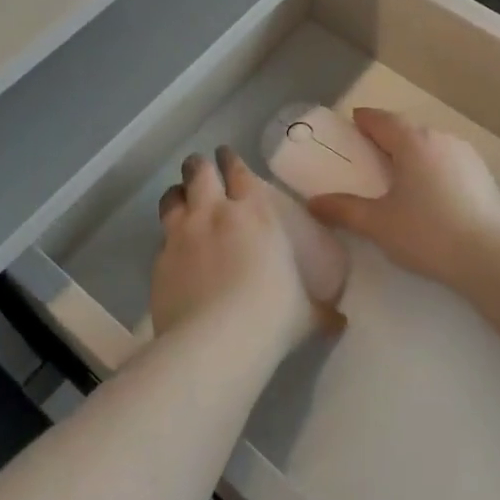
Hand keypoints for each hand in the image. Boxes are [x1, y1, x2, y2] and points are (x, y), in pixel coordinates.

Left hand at [151, 148, 345, 349]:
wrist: (215, 343)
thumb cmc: (271, 318)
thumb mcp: (306, 315)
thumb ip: (321, 312)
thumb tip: (340, 322)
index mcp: (255, 214)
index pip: (239, 172)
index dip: (232, 161)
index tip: (228, 156)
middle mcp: (215, 214)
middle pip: (199, 172)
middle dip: (199, 166)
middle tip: (200, 168)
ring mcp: (182, 234)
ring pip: (172, 197)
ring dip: (177, 194)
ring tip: (180, 197)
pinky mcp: (159, 260)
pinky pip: (161, 238)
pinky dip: (167, 237)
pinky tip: (172, 249)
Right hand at [308, 108, 499, 289]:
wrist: (493, 258)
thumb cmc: (428, 233)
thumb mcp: (378, 224)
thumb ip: (344, 209)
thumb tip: (313, 203)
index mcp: (412, 141)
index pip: (382, 119)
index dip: (364, 120)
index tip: (352, 124)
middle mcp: (440, 138)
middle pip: (407, 129)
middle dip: (387, 137)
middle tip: (369, 154)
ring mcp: (466, 155)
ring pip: (430, 144)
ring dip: (412, 152)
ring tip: (399, 175)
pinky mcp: (483, 175)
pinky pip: (448, 160)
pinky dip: (433, 167)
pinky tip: (429, 192)